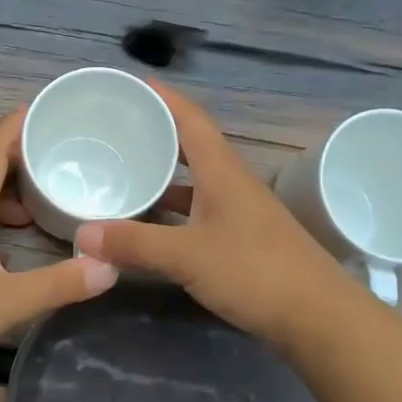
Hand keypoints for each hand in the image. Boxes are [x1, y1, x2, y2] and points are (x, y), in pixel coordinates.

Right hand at [74, 82, 358, 350]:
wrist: (319, 316)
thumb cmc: (254, 272)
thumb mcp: (187, 255)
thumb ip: (134, 244)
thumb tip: (82, 235)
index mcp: (222, 172)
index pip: (192, 120)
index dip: (165, 99)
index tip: (136, 84)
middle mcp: (233, 184)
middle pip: (193, 146)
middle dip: (159, 134)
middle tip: (120, 130)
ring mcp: (241, 213)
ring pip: (197, 182)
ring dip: (166, 175)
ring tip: (128, 173)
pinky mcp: (244, 240)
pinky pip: (201, 211)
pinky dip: (175, 211)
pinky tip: (154, 224)